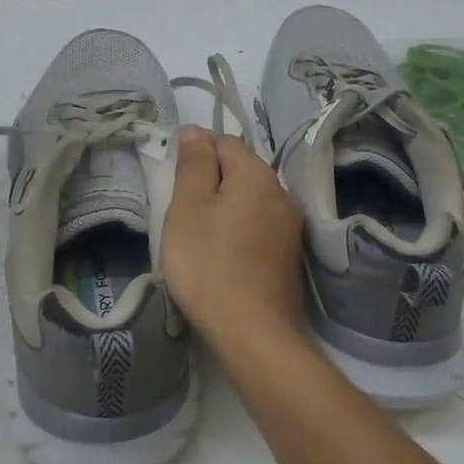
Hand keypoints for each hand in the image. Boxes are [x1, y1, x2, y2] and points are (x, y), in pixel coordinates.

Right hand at [161, 127, 304, 353]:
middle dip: (210, 181)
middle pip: (240, 171)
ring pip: (250, 200)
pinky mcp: (290, 256)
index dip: (194, 153)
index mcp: (258, 174)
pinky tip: (222, 254)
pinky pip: (258, 227)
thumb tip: (195, 130)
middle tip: (180, 211)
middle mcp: (282, 193)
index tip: (172, 180)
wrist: (253, 333)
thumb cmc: (209, 264)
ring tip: (198, 235)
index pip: (223, 142)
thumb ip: (193, 164)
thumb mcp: (188, 208)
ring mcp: (291, 227)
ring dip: (224, 208)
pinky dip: (238, 230)